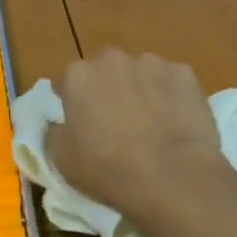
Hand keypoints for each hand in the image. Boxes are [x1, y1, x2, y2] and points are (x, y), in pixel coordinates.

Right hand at [46, 49, 232, 233]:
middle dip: (106, 89)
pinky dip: (170, 95)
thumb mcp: (61, 160)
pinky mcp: (183, 73)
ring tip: (150, 124)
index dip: (71, 103)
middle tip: (115, 123)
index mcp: (78, 76)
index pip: (66, 82)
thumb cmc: (108, 170)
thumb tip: (58, 123)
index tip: (80, 124)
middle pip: (103, 71)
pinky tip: (174, 122)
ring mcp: (151, 63)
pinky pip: (170, 81)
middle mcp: (111, 59)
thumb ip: (53, 132)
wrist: (173, 178)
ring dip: (139, 90)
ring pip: (138, 73)